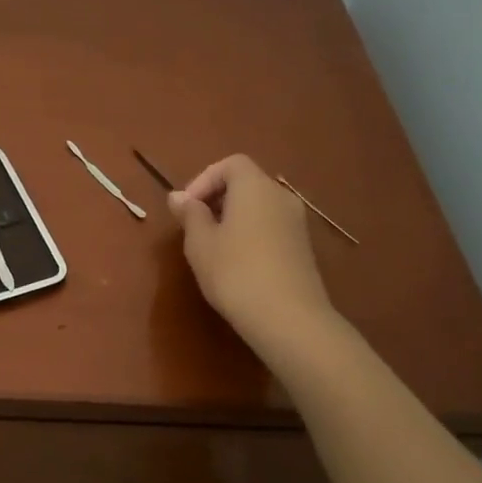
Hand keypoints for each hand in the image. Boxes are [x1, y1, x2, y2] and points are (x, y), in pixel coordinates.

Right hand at [168, 154, 335, 352]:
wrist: (288, 318)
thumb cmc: (235, 272)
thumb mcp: (200, 243)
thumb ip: (190, 215)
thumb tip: (179, 197)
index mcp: (255, 187)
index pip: (230, 164)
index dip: (203, 180)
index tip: (186, 208)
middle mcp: (281, 197)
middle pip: (246, 183)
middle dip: (216, 198)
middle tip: (193, 226)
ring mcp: (296, 223)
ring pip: (259, 206)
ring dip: (232, 217)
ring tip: (211, 247)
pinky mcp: (302, 248)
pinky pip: (270, 226)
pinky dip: (250, 233)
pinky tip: (236, 263)